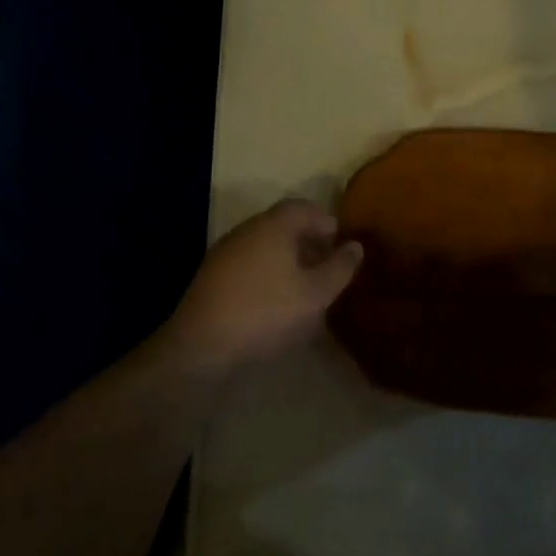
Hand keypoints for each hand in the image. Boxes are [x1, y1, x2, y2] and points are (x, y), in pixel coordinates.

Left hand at [164, 199, 363, 371]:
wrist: (200, 348)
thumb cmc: (267, 312)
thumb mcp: (316, 294)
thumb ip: (340, 267)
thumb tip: (355, 245)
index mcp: (274, 226)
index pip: (304, 207)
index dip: (326, 221)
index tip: (340, 245)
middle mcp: (247, 230)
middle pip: (283, 225)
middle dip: (307, 241)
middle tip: (326, 266)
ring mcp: (224, 253)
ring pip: (264, 245)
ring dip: (286, 259)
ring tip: (303, 287)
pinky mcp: (210, 279)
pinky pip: (247, 264)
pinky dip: (266, 274)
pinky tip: (273, 301)